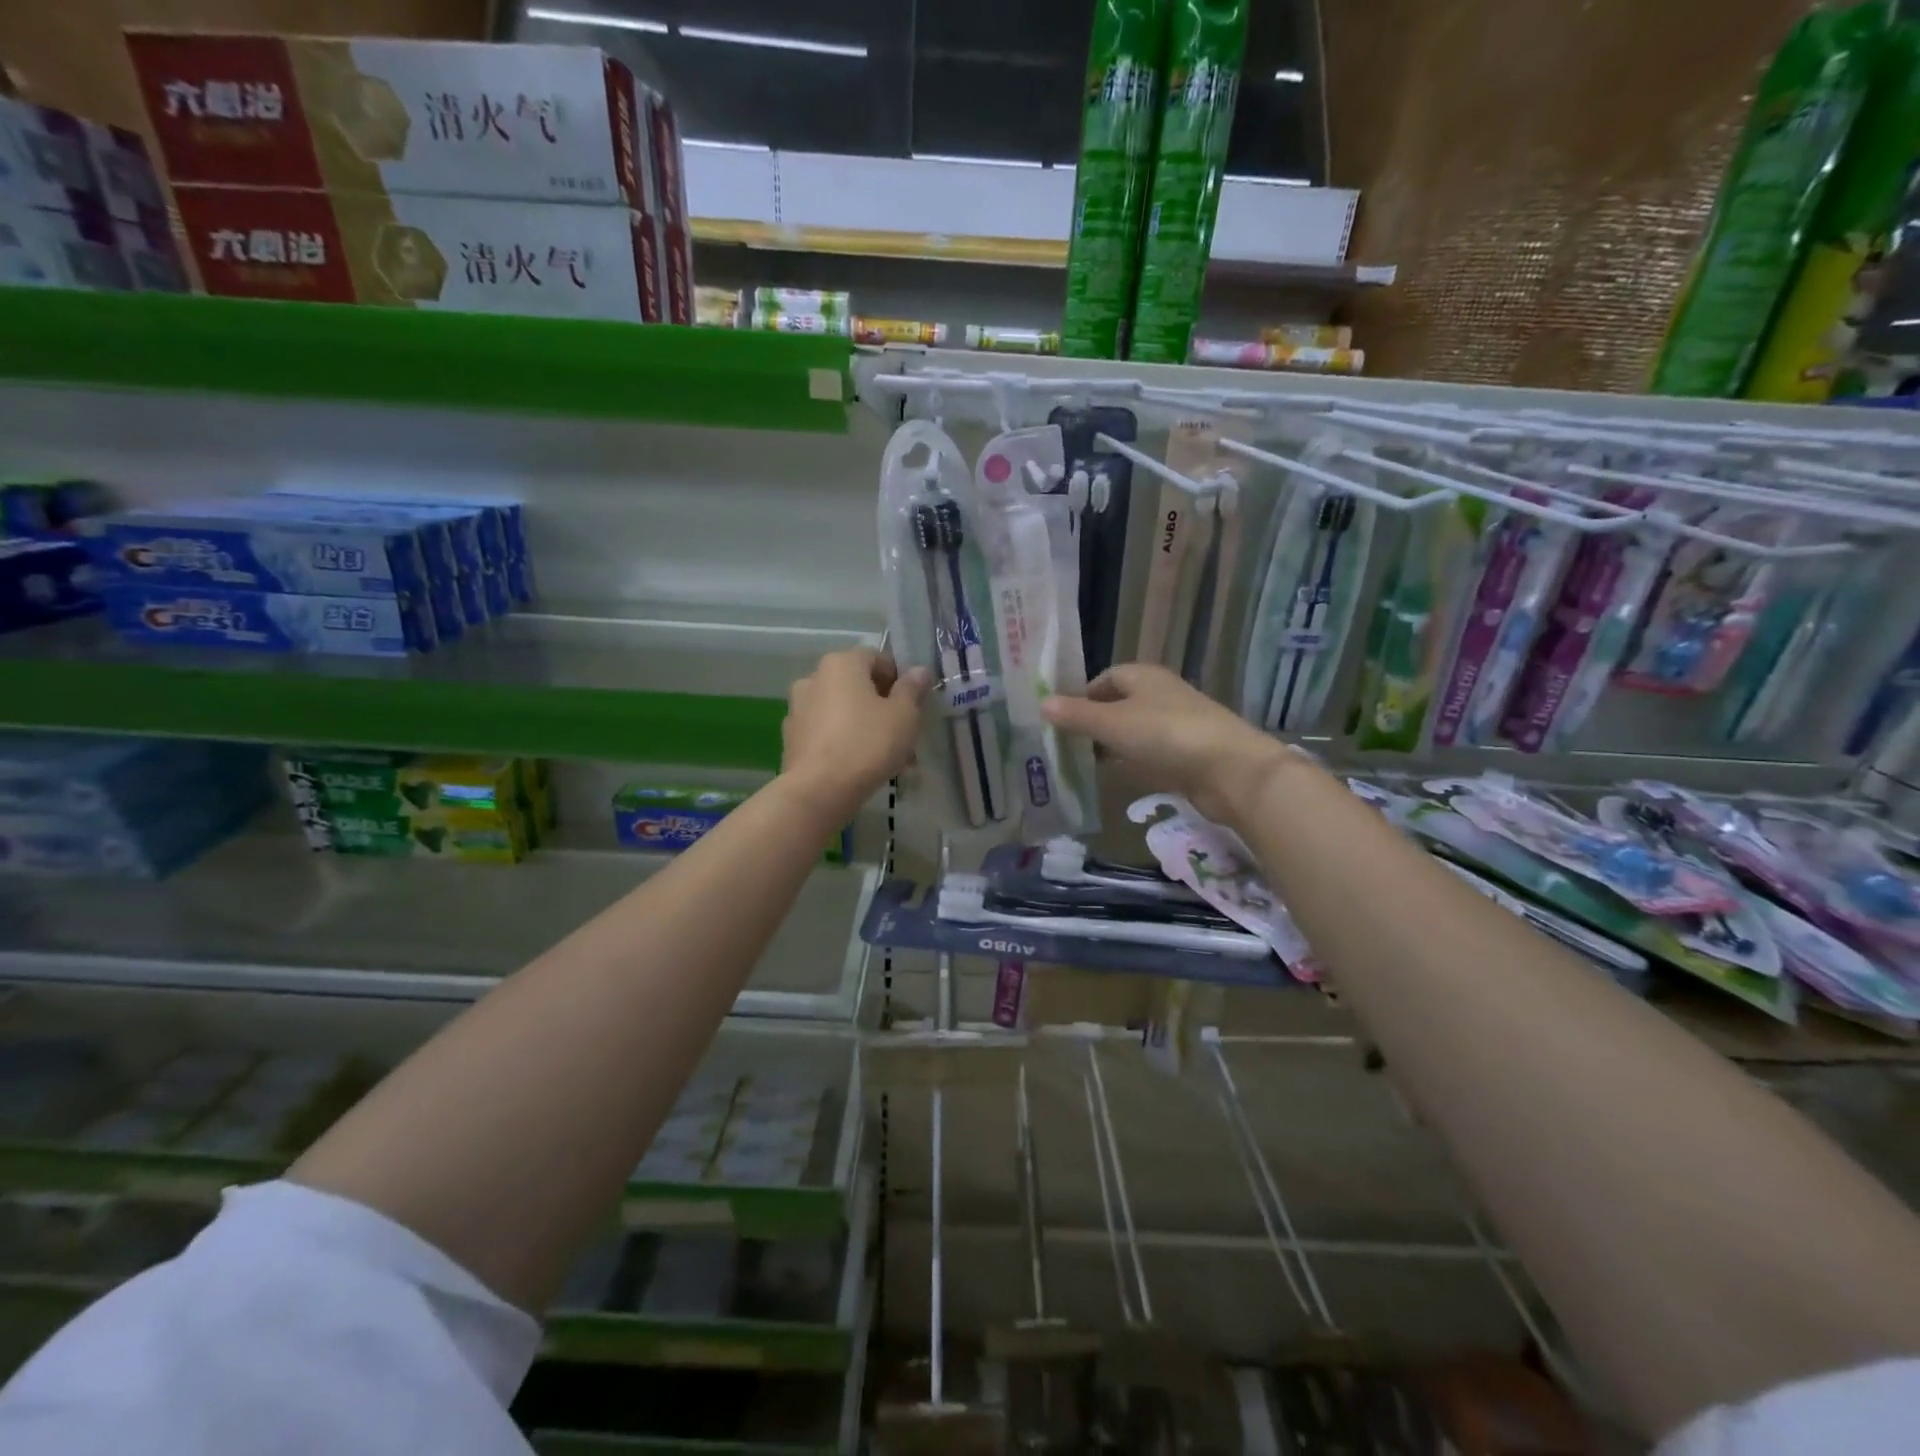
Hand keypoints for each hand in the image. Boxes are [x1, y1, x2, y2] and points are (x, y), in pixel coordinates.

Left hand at [781, 647, 931, 819]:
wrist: (820, 789)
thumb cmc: (868, 743)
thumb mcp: (903, 715)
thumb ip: (912, 689)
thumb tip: (919, 671)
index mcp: (841, 664)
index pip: (877, 659)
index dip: (899, 679)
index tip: (912, 704)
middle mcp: (814, 678)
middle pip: (857, 685)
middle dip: (882, 706)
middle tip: (903, 732)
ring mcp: (798, 708)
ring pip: (842, 711)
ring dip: (864, 725)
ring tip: (887, 756)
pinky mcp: (792, 738)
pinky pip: (826, 732)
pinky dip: (844, 741)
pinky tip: (861, 766)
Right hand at [1041, 663, 1293, 824]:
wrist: (1230, 770)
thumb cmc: (1166, 735)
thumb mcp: (1112, 723)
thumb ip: (1077, 716)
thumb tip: (1042, 702)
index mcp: (1143, 677)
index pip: (1106, 678)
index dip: (1083, 695)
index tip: (1061, 718)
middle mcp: (1160, 695)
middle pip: (1119, 705)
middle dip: (1094, 722)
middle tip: (1065, 744)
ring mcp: (1175, 726)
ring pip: (1134, 732)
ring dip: (1112, 745)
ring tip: (1082, 763)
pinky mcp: (1186, 755)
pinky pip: (1150, 755)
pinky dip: (1132, 763)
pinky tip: (1117, 777)